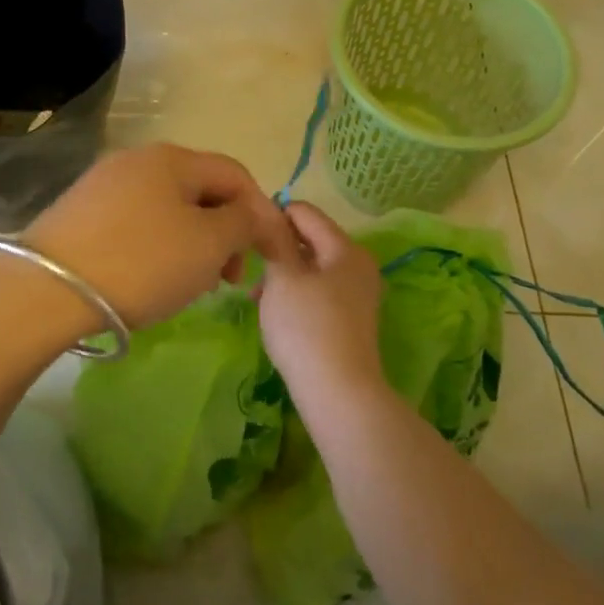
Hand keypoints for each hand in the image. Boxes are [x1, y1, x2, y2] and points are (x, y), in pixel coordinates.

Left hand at [23, 144, 299, 328]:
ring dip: (193, 242)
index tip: (268, 256)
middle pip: (200, 190)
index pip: (235, 175)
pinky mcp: (80, 214)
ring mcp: (103, 185)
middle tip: (228, 278)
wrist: (48, 290)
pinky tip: (152, 278)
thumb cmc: (142, 263)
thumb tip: (256, 213)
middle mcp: (137, 160)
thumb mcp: (208, 244)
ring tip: (192, 284)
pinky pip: (137, 224)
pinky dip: (159, 247)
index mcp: (172, 158)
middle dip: (225, 232)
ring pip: (169, 210)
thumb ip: (243, 222)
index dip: (261, 212)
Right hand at [258, 202, 386, 406]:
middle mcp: (358, 265)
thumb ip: (274, 238)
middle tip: (247, 267)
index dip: (273, 215)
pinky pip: (317, 291)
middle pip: (310, 239)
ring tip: (255, 296)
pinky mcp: (350, 318)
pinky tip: (275, 312)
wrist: (338, 392)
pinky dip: (294, 293)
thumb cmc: (306, 327)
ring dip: (282, 274)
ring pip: (311, 267)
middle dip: (276, 248)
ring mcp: (357, 293)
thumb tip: (267, 212)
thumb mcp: (282, 277)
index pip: (304, 212)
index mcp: (346, 248)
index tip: (245, 233)